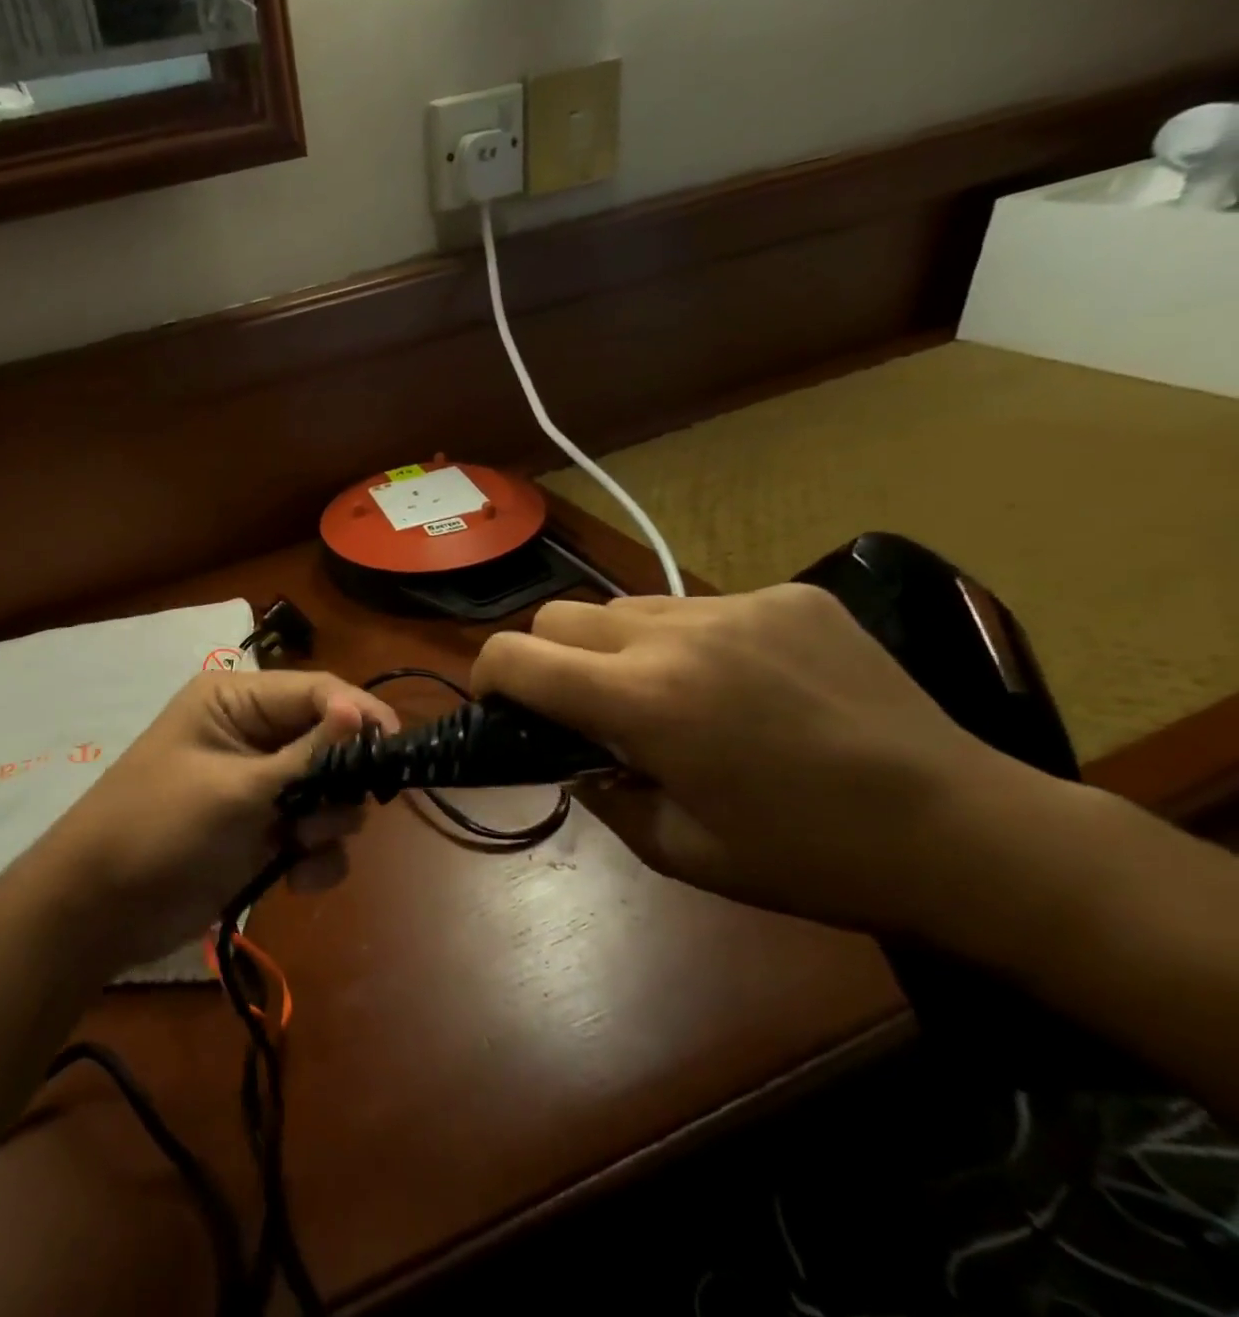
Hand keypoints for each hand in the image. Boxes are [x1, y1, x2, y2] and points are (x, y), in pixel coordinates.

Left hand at [33, 671, 399, 970]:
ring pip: (329, 792)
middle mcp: (251, 734)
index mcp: (236, 701)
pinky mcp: (262, 831)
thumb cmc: (160, 828)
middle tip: (325, 815)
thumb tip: (362, 709)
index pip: (317, 692)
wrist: (101, 910)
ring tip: (297, 847)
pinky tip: (295, 879)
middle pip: (330, 743)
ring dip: (328, 824)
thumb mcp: (236, 789)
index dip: (360, 715)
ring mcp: (259, 786)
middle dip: (339, 781)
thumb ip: (307, 755)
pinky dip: (315, 857)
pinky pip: (314, 834)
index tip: (396, 750)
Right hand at [472, 586, 1069, 935]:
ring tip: (670, 694)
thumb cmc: (807, 859)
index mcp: (643, 702)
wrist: (965, 833)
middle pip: (559, 614)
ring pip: (627, 606)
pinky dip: (691, 640)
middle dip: (548, 658)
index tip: (500, 705)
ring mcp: (739, 605)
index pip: (515, 656)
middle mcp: (677, 636)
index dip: (488, 676)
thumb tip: (568, 752)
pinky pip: (701, 606)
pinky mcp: (790, 596)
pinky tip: (743, 683)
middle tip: (586, 708)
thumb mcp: (676, 850)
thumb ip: (598, 790)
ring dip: (618, 647)